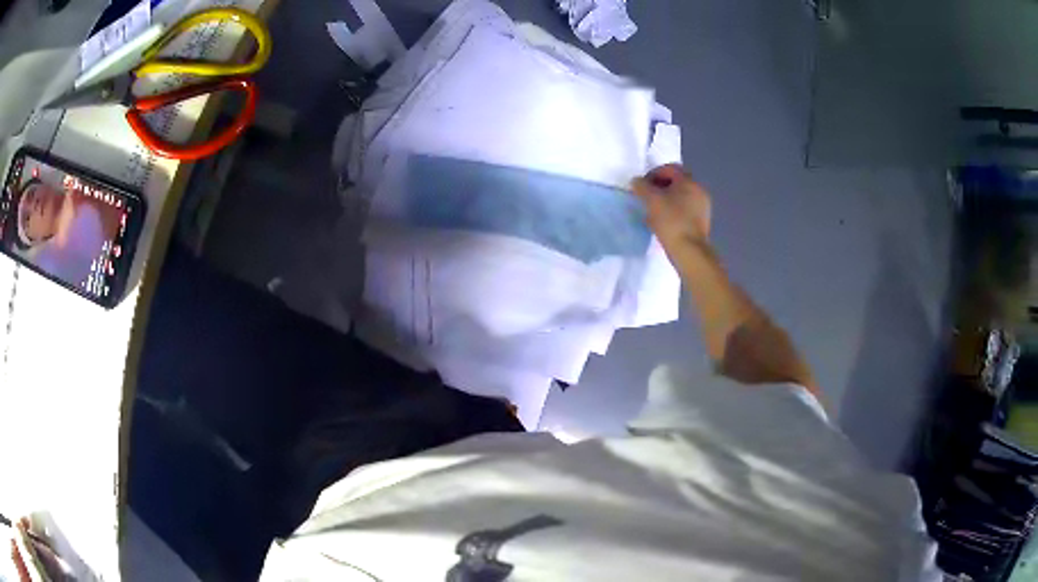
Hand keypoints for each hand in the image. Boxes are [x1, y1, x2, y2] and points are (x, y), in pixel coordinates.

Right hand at [632, 164, 711, 253]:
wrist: (689, 251)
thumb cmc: (671, 221)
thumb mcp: (651, 200)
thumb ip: (642, 187)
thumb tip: (637, 181)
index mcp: (689, 181)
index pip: (670, 168)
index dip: (653, 173)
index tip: (642, 186)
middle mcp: (699, 190)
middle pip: (676, 182)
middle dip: (659, 187)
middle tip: (646, 198)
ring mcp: (702, 207)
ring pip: (680, 196)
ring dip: (665, 200)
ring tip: (652, 212)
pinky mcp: (701, 221)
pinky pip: (685, 209)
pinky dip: (673, 211)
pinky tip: (663, 222)